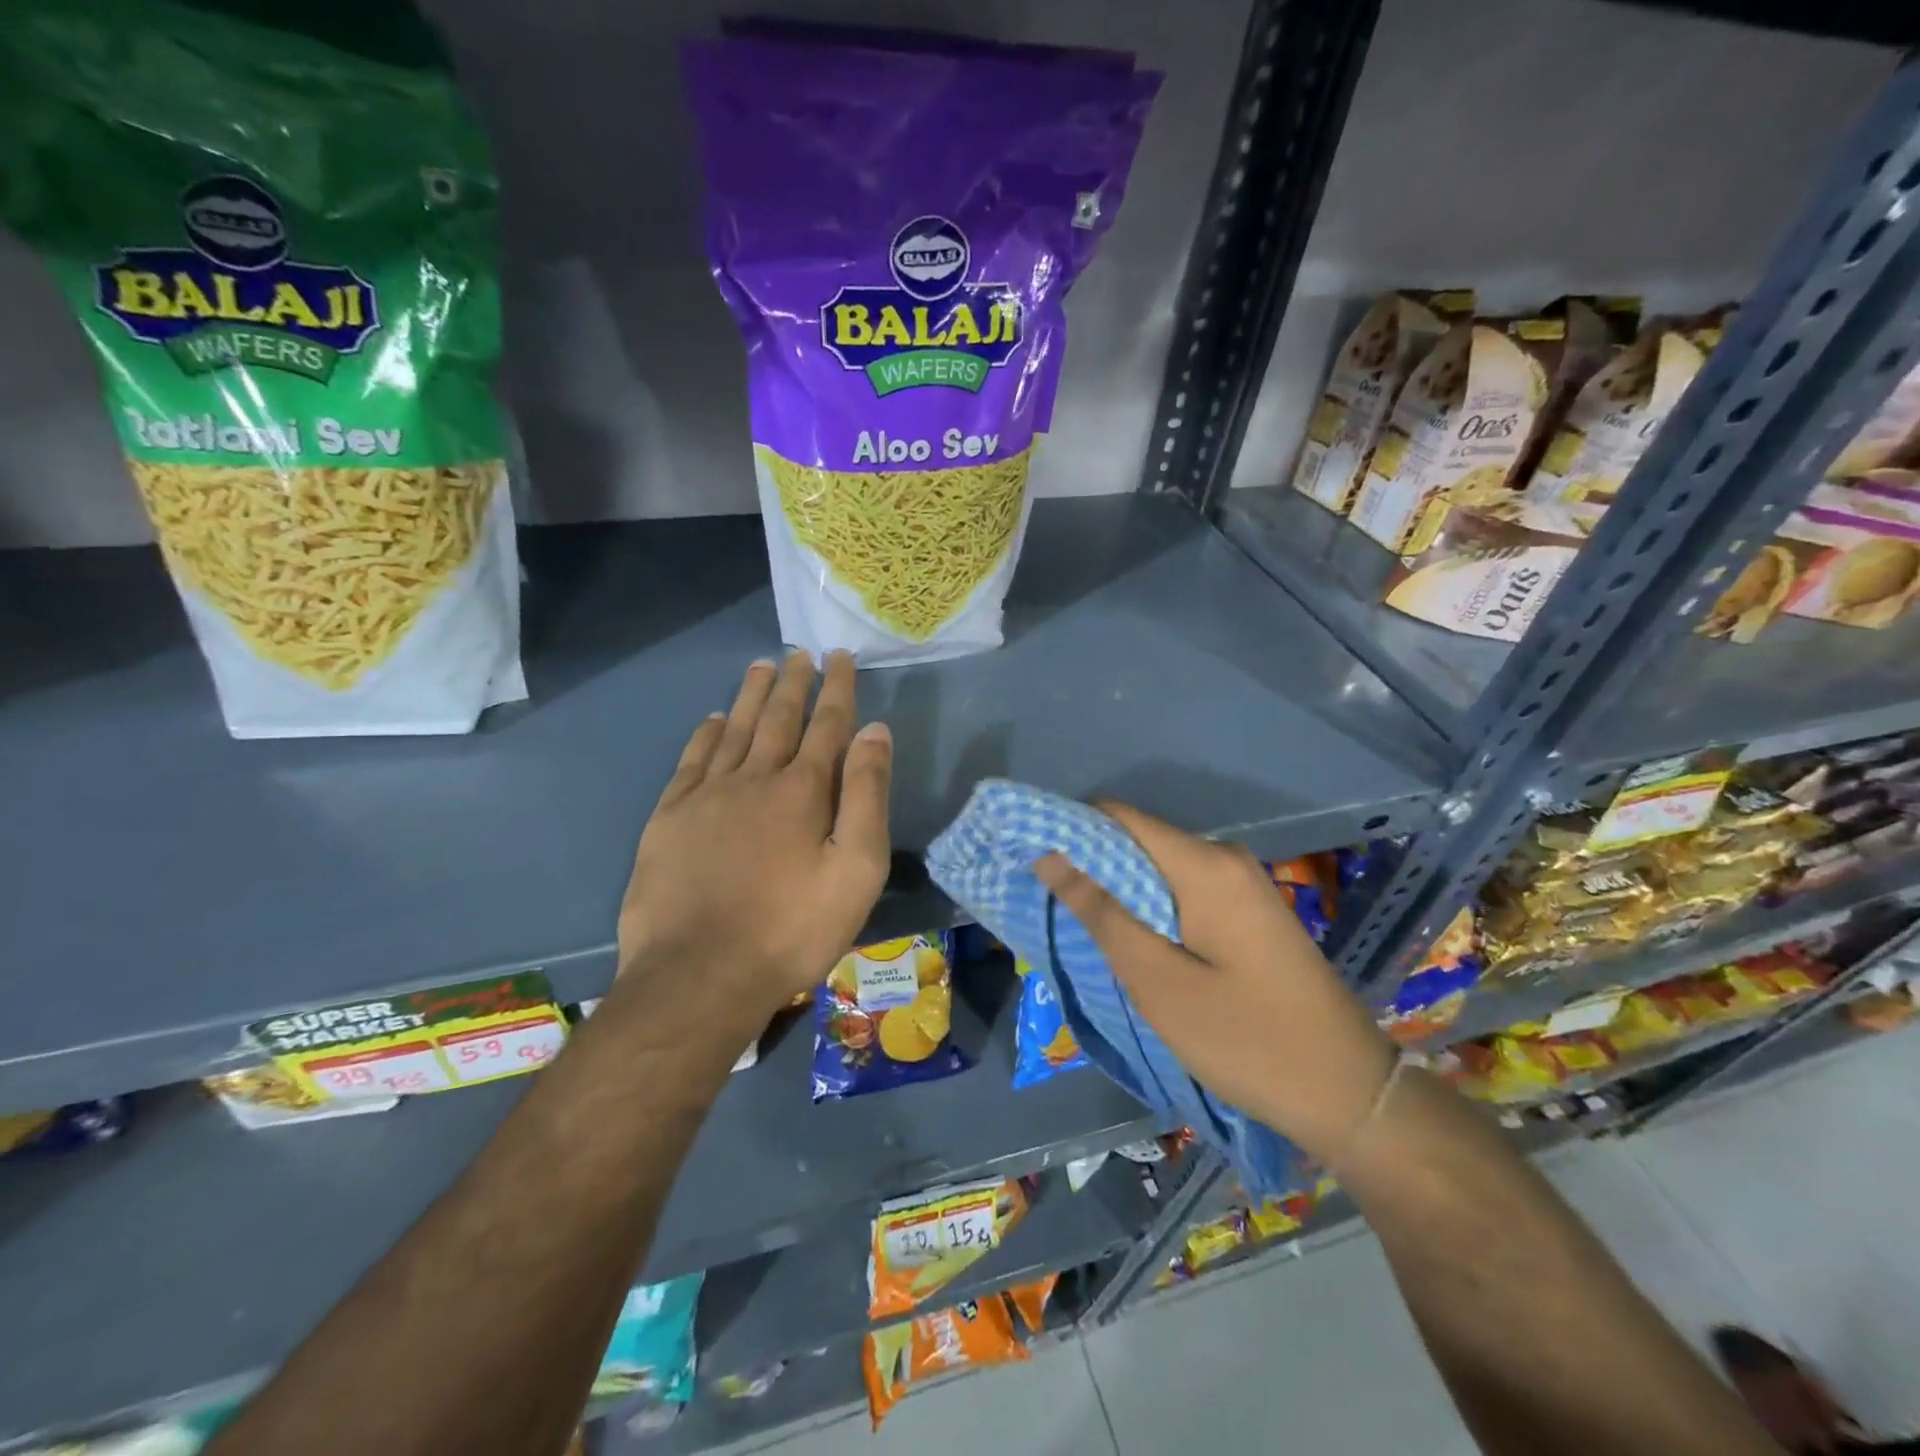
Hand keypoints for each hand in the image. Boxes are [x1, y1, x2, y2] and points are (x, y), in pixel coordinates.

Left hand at [616, 651, 892, 1031]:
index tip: (840, 656)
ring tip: (761, 666)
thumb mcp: (856, 870)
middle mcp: (753, 778)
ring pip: (732, 729)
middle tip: (800, 653)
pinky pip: (691, 761)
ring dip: (749, 696)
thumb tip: (874, 731)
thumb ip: (866, 796)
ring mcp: (706, 795)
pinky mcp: (669, 818)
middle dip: (793, 682)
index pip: (826, 725)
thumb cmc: (792, 929)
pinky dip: (703, 735)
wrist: (699, 977)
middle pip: (777, 718)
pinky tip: (710, 720)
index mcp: (802, 790)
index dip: (837, 688)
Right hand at [1035, 804, 1397, 1166]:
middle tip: (1054, 908)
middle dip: (1091, 866)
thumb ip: (1101, 912)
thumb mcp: (1158, 980)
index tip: (1031, 861)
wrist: (1349, 1092)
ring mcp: (1242, 884)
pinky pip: (1183, 890)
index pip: (1118, 817)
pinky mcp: (1248, 911)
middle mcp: (1224, 858)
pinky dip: (1150, 908)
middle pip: (1138, 839)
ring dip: (1119, 892)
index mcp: (1204, 865)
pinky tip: (1134, 945)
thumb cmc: (1246, 1039)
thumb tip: (1050, 855)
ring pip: (1158, 868)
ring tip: (1086, 931)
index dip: (1070, 831)